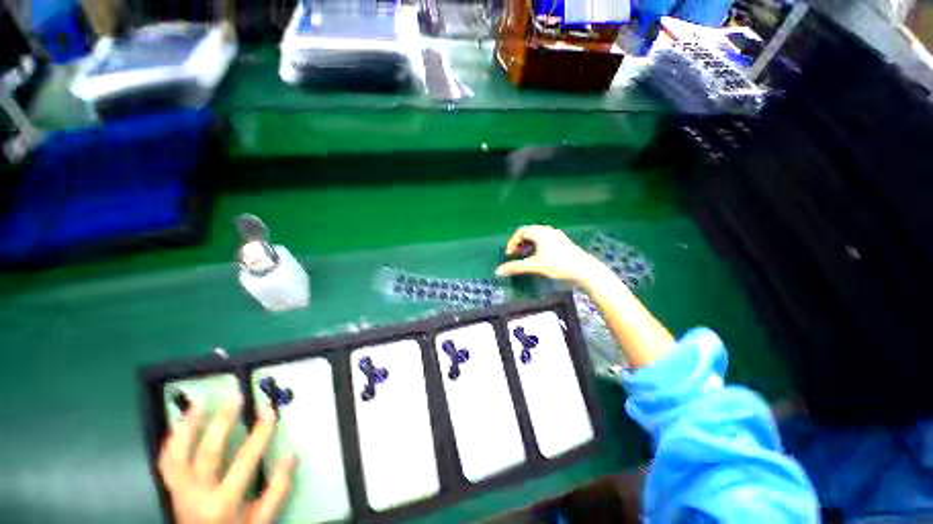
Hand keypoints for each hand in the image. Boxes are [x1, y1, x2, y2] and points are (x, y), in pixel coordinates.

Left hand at [158, 396, 295, 523]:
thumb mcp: (261, 520)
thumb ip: (277, 491)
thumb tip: (291, 457)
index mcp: (222, 503)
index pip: (244, 462)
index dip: (259, 435)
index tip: (269, 412)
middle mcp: (197, 495)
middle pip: (207, 453)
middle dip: (222, 422)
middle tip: (235, 397)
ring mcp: (179, 491)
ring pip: (177, 456)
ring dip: (187, 427)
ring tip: (199, 403)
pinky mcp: (171, 488)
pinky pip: (166, 462)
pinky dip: (171, 441)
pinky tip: (180, 422)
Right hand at [495, 225, 600, 284]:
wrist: (584, 269)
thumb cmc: (558, 265)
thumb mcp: (534, 266)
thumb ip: (516, 267)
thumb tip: (498, 271)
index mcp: (540, 232)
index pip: (521, 231)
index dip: (512, 242)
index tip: (510, 255)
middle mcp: (548, 230)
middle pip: (529, 232)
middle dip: (520, 243)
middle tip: (516, 255)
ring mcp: (557, 235)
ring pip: (537, 236)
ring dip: (528, 245)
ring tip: (526, 257)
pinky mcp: (563, 241)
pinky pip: (545, 239)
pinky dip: (537, 246)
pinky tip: (539, 257)